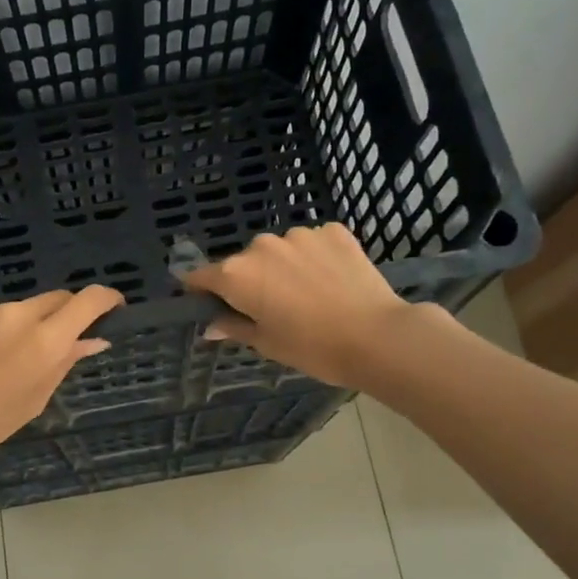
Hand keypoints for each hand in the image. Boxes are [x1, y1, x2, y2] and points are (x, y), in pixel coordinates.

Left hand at [0, 286, 125, 482]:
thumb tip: (94, 340)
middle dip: (62, 316)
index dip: (106, 298)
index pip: (88, 300)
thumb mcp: (34, 400)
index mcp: (44, 341)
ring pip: (16, 309)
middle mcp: (16, 314)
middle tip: (54, 344)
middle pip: (54, 299)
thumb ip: (65, 362)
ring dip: (19, 327)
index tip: (113, 306)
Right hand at [181, 224, 424, 387]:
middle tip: (271, 308)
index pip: (201, 276)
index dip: (201, 291)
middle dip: (250, 280)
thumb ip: (234, 327)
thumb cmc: (312, 347)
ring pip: (279, 250)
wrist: (377, 336)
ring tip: (307, 294)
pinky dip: (314, 257)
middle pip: (243, 262)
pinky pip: (312, 243)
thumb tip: (211, 325)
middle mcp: (261, 246)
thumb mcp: (266, 343)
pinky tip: (330, 280)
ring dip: (283, 267)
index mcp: (237, 274)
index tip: (209, 304)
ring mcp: (299, 234)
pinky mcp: (333, 231)